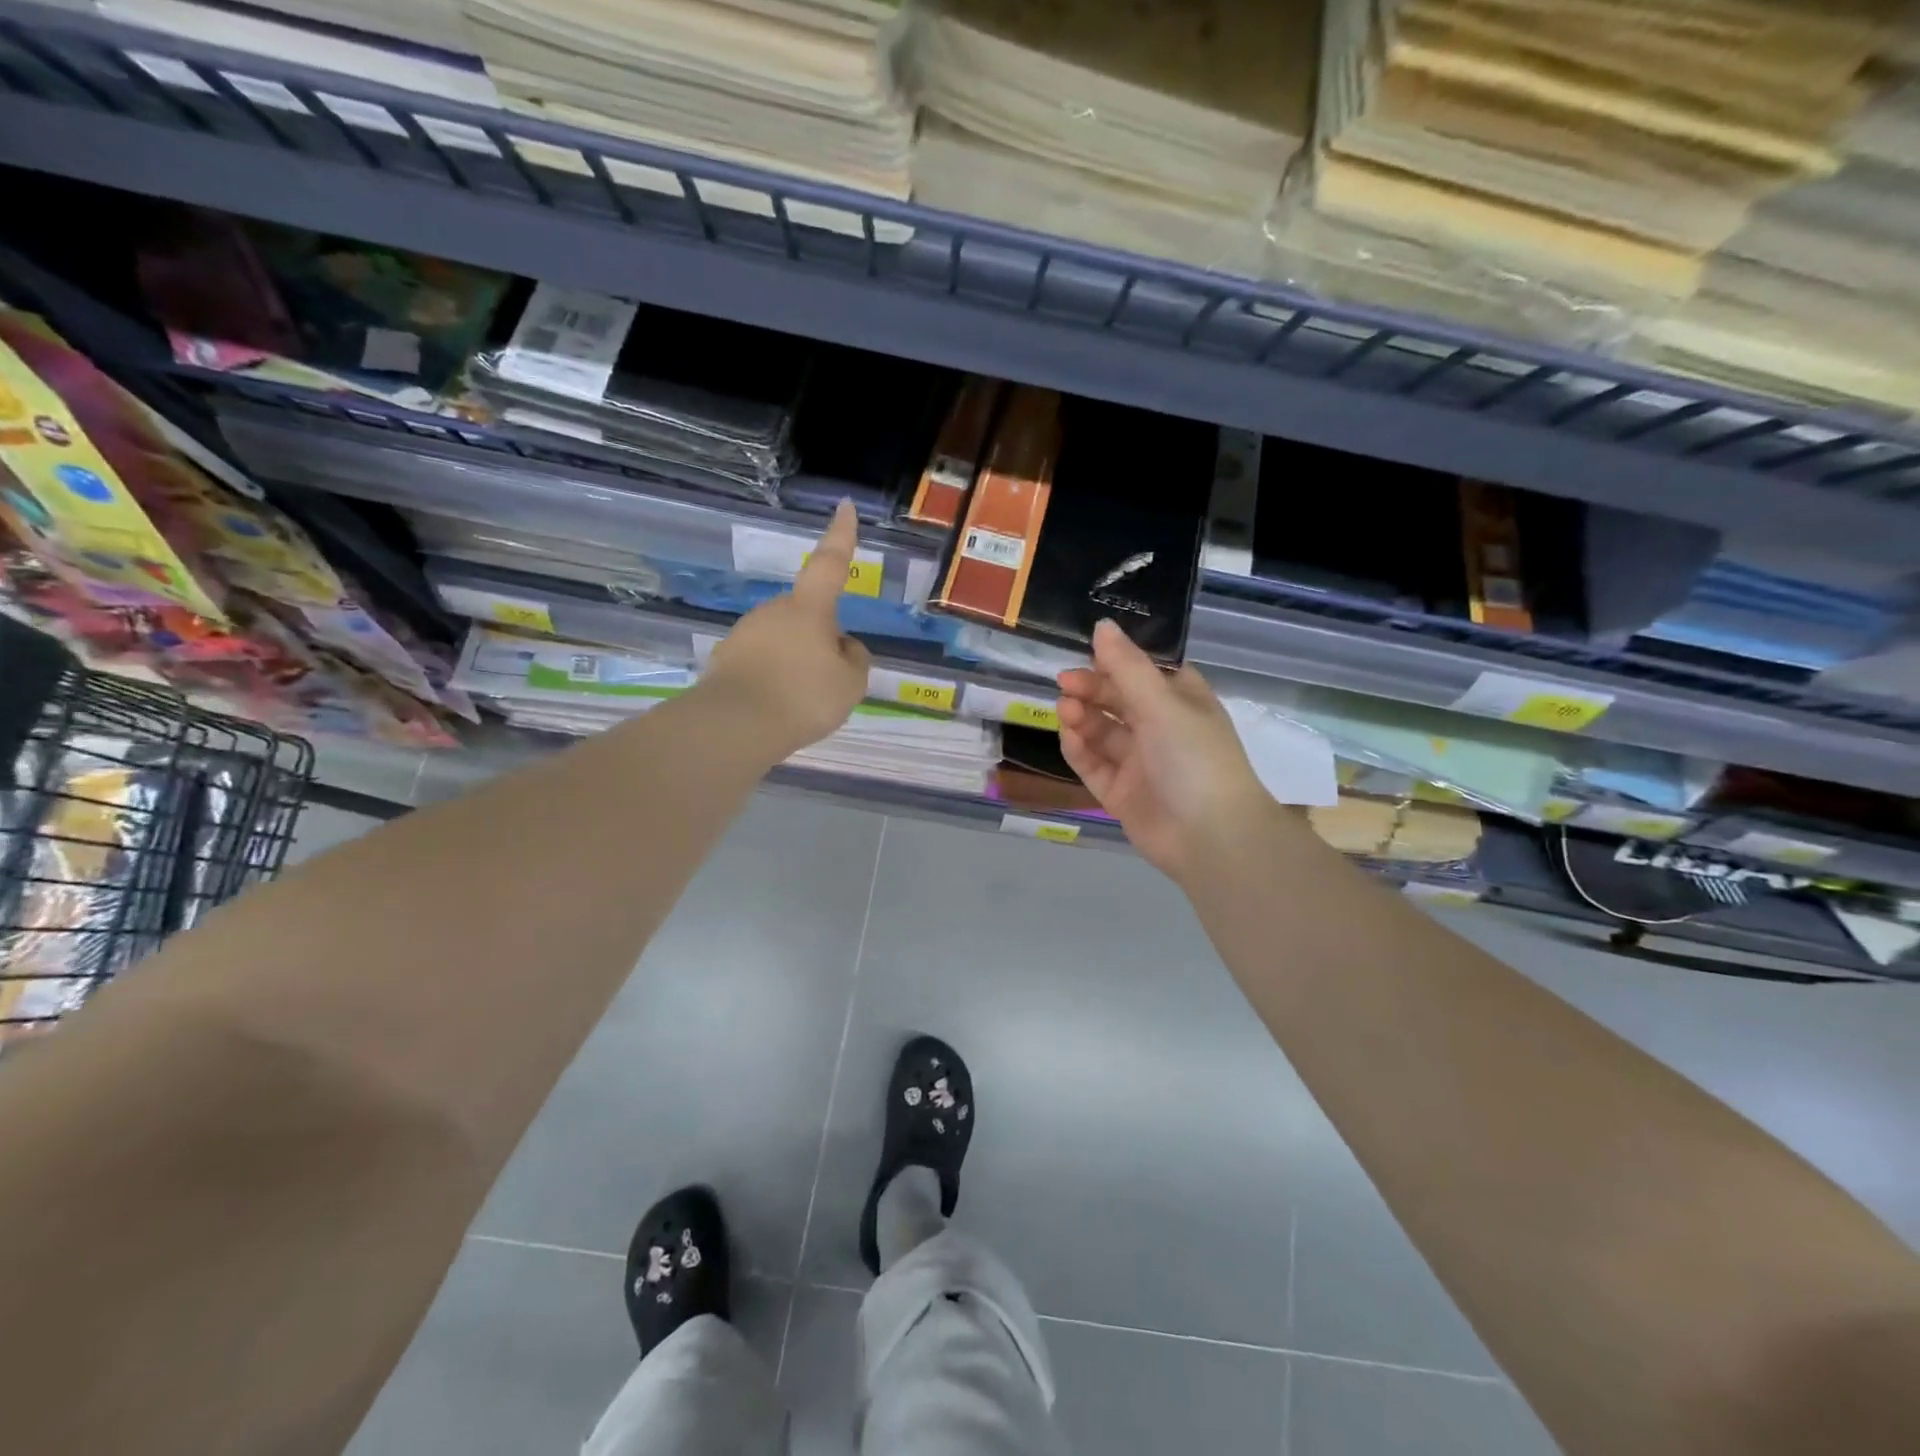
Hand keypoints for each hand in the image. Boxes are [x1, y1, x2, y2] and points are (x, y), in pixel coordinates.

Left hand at [702, 500, 871, 760]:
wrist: (735, 726)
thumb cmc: (803, 697)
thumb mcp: (851, 683)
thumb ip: (854, 660)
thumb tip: (843, 646)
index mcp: (809, 608)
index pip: (830, 563)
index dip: (841, 535)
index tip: (844, 505)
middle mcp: (773, 610)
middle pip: (807, 616)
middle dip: (820, 638)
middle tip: (830, 680)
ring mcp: (744, 633)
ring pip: (784, 641)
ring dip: (796, 662)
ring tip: (802, 703)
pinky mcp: (725, 659)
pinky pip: (761, 663)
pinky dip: (773, 679)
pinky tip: (776, 709)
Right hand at [1057, 620, 1275, 882]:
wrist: (1210, 837)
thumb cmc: (1193, 757)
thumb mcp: (1162, 703)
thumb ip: (1126, 666)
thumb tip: (1102, 625)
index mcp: (1181, 701)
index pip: (1144, 671)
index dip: (1116, 660)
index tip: (1088, 653)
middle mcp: (1161, 728)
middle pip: (1118, 699)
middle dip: (1091, 688)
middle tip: (1065, 683)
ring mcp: (1140, 763)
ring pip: (1102, 732)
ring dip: (1082, 717)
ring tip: (1065, 709)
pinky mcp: (1121, 793)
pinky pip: (1094, 765)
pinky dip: (1080, 750)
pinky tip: (1069, 737)